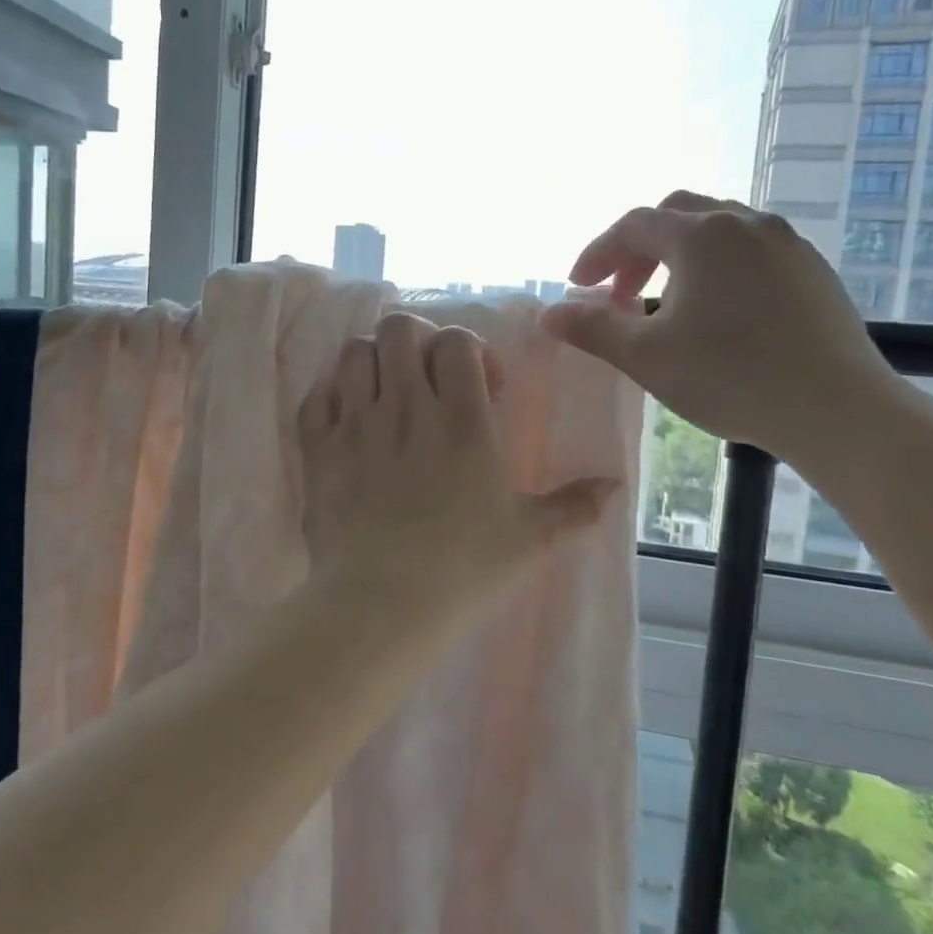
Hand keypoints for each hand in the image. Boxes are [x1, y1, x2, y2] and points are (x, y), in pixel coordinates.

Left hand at [298, 312, 618, 617]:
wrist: (381, 605)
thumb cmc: (464, 569)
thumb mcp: (532, 540)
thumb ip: (576, 506)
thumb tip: (616, 486)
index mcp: (463, 420)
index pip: (457, 340)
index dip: (469, 350)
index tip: (481, 388)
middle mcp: (406, 408)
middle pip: (400, 328)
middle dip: (416, 342)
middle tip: (427, 379)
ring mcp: (356, 425)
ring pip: (354, 353)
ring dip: (372, 363)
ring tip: (385, 396)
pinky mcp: (318, 449)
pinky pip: (316, 396)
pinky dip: (331, 398)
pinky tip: (347, 422)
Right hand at [541, 192, 902, 461]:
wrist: (836, 409)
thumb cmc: (730, 378)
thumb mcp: (646, 356)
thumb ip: (593, 328)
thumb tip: (548, 314)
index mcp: (702, 235)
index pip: (633, 226)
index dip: (598, 254)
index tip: (578, 288)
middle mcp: (747, 223)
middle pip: (677, 215)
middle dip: (638, 249)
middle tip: (619, 293)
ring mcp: (788, 244)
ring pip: (718, 230)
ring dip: (679, 256)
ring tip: (666, 302)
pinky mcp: (813, 270)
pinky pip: (752, 251)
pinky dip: (718, 268)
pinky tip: (718, 313)